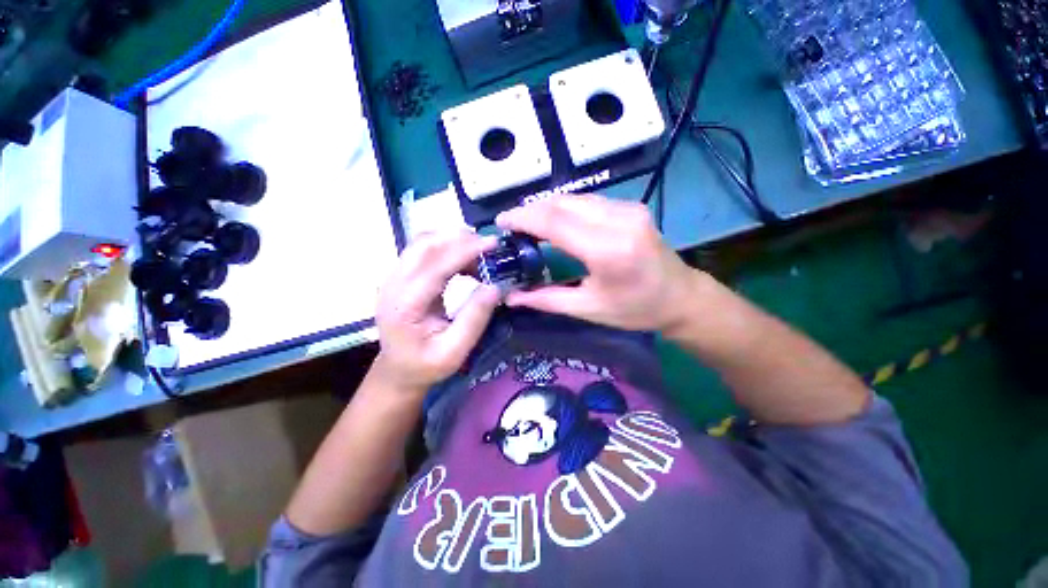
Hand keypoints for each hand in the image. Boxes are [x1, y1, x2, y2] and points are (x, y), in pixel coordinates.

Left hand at [374, 231, 500, 394]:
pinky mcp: (401, 276)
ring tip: (480, 254)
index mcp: (404, 306)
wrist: (398, 369)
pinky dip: (447, 248)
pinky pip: (423, 250)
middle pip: (424, 245)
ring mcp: (394, 278)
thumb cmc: (425, 365)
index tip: (493, 243)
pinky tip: (465, 261)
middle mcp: (393, 285)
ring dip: (453, 241)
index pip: (435, 267)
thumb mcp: (454, 352)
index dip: (465, 251)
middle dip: (459, 239)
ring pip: (422, 243)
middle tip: (489, 246)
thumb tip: (495, 287)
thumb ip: (474, 320)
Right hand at [496, 194, 704, 332]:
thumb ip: (546, 300)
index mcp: (607, 250)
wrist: (681, 298)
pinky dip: (565, 208)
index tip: (500, 222)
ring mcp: (628, 209)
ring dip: (546, 207)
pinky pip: (588, 201)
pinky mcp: (631, 207)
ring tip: (527, 223)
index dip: (522, 218)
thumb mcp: (588, 308)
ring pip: (574, 198)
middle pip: (562, 203)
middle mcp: (618, 220)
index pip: (554, 222)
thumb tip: (511, 297)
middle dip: (530, 210)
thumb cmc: (636, 310)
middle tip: (511, 224)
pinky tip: (554, 220)